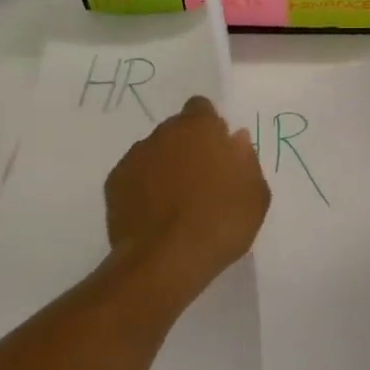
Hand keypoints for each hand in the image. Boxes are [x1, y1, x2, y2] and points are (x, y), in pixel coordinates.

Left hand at [105, 96, 269, 299]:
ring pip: (154, 153)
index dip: (210, 127)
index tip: (219, 152)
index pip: (201, 108)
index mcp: (199, 128)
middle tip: (201, 181)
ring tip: (176, 204)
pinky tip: (155, 216)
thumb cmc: (219, 223)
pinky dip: (144, 188)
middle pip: (176, 130)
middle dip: (188, 148)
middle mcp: (163, 133)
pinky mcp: (114, 183)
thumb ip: (246, 160)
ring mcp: (134, 157)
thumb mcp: (255, 195)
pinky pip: (135, 177)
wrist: (165, 261)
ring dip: (165, 168)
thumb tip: (235, 140)